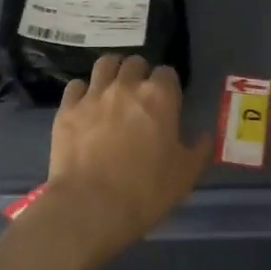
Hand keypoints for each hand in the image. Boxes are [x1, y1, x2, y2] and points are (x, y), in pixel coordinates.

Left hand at [40, 54, 211, 256]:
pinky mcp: (67, 109)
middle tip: (140, 96)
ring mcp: (93, 95)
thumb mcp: (186, 175)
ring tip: (113, 88)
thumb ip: (199, 149)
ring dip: (112, 71)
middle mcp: (126, 86)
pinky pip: (75, 86)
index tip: (168, 102)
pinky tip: (85, 106)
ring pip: (105, 64)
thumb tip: (203, 135)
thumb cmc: (146, 191)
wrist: (91, 206)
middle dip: (140, 74)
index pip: (167, 73)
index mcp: (159, 97)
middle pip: (135, 63)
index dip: (168, 85)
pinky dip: (83, 91)